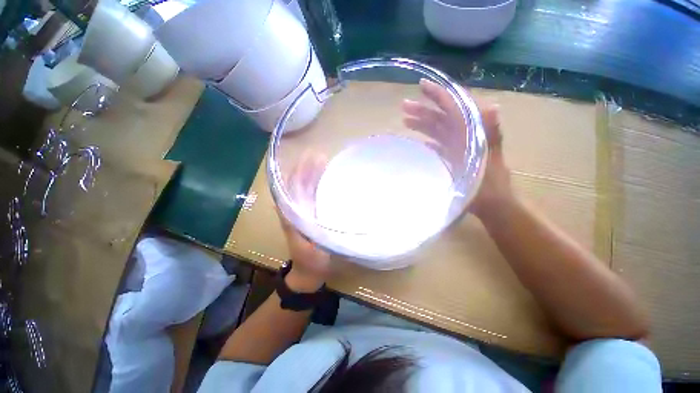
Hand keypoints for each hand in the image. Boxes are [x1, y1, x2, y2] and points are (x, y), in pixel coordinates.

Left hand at [279, 152, 330, 292]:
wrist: (310, 273)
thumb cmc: (309, 261)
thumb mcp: (307, 247)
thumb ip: (302, 227)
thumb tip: (302, 204)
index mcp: (290, 214)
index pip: (289, 187)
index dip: (298, 172)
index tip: (310, 159)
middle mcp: (295, 210)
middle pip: (298, 185)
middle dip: (308, 169)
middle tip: (321, 155)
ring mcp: (304, 212)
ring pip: (307, 189)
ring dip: (314, 175)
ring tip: (325, 161)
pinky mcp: (313, 216)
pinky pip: (315, 197)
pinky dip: (320, 186)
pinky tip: (329, 179)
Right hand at [402, 79, 513, 218]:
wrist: (493, 206)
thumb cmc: (489, 187)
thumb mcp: (490, 162)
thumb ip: (492, 136)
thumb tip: (493, 106)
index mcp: (474, 133)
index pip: (456, 107)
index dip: (440, 94)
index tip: (422, 85)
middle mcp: (466, 135)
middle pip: (443, 117)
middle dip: (424, 109)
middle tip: (403, 106)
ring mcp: (459, 147)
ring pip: (438, 130)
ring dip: (422, 124)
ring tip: (404, 120)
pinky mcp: (455, 157)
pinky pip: (439, 144)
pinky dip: (429, 140)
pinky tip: (419, 140)